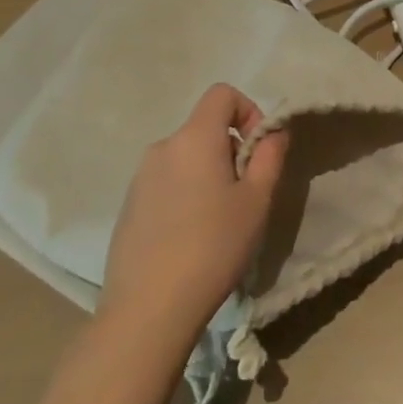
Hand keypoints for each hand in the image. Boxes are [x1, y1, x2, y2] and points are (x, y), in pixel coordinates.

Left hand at [100, 83, 287, 343]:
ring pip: (186, 156)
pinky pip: (166, 181)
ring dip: (208, 171)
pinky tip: (190, 236)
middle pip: (204, 127)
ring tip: (218, 218)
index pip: (222, 93)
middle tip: (244, 192)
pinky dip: (185, 192)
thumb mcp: (257, 200)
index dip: (248, 110)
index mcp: (195, 138)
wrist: (148, 310)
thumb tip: (274, 131)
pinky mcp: (128, 206)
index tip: (257, 150)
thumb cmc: (214, 246)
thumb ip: (270, 155)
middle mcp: (163, 147)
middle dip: (230, 148)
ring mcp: (139, 178)